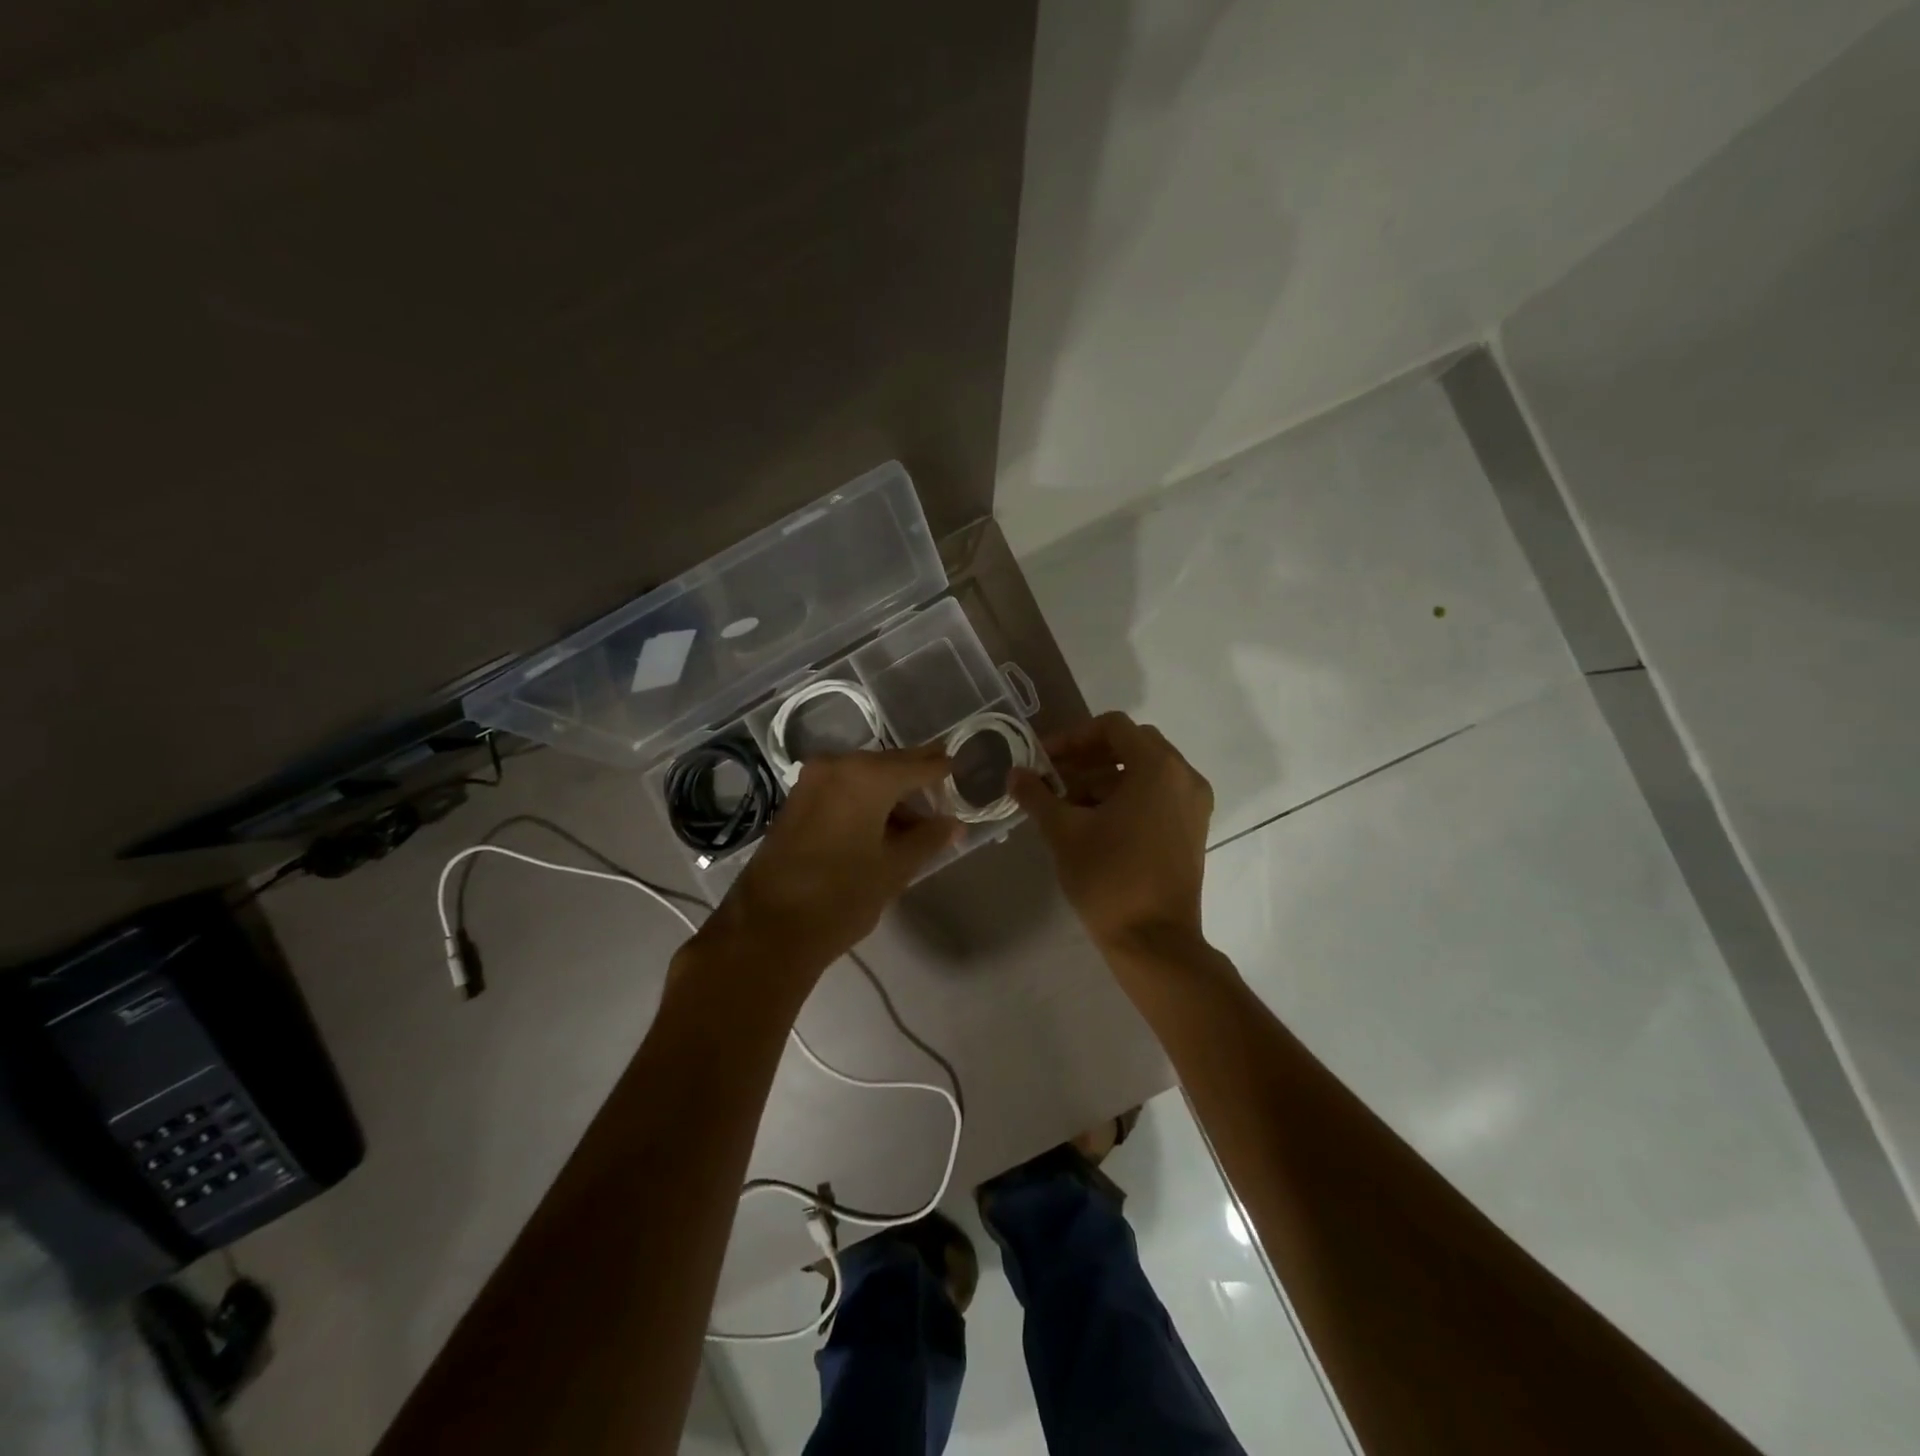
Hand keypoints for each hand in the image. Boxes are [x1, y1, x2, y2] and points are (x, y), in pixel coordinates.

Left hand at [692, 746, 959, 984]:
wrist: (768, 928)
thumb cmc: (842, 896)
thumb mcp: (895, 869)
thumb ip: (928, 839)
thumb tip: (953, 824)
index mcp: (866, 775)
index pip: (918, 764)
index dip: (943, 770)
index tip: (962, 772)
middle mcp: (837, 766)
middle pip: (888, 766)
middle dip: (915, 782)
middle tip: (942, 799)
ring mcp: (811, 782)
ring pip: (863, 778)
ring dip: (890, 796)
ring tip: (915, 826)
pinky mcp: (796, 801)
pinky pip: (842, 790)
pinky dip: (864, 802)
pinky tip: (881, 828)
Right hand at [1010, 712, 1213, 953]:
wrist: (1154, 941)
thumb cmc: (1109, 877)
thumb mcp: (1064, 831)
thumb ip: (1037, 795)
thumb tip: (1014, 774)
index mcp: (1158, 767)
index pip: (1113, 727)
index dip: (1073, 737)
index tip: (1043, 759)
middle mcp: (1184, 777)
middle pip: (1131, 746)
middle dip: (1088, 757)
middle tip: (1054, 777)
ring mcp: (1193, 805)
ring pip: (1144, 772)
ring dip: (1103, 778)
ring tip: (1065, 804)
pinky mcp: (1192, 829)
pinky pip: (1157, 795)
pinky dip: (1125, 797)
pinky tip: (1092, 822)